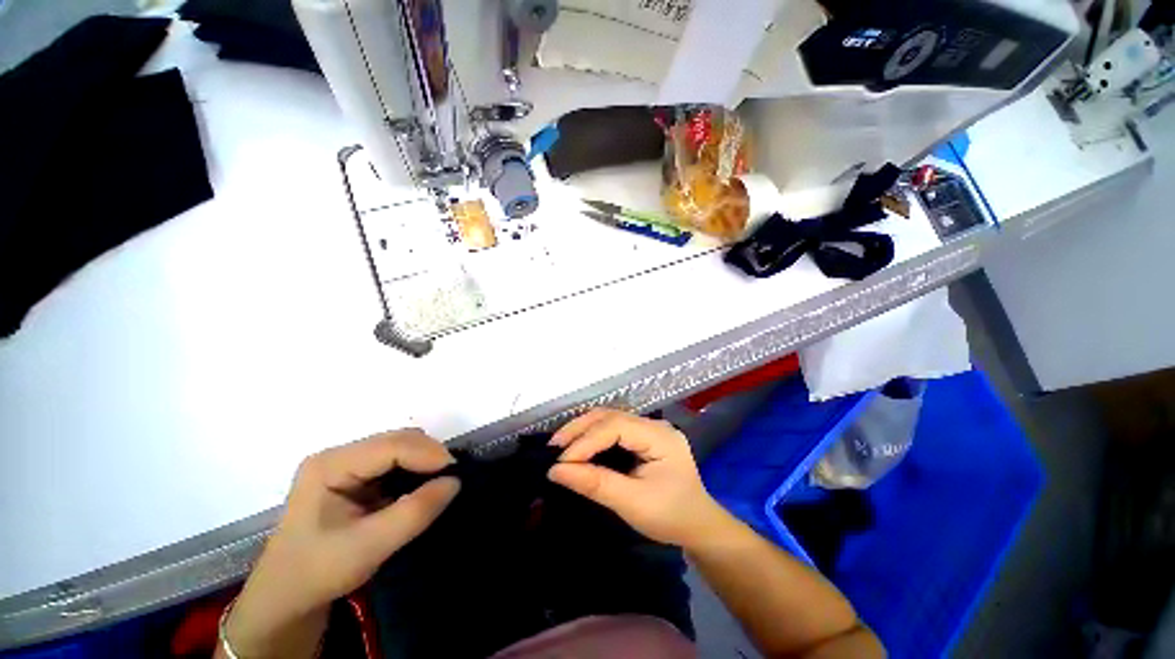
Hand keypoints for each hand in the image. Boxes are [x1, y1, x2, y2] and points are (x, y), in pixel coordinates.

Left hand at [223, 430, 459, 658]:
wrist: (285, 597)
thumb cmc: (319, 571)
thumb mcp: (369, 547)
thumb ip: (414, 512)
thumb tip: (455, 481)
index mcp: (330, 465)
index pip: (390, 446)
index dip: (427, 454)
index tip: (456, 471)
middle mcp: (337, 455)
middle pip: (396, 441)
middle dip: (428, 455)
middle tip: (451, 478)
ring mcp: (344, 463)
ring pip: (398, 447)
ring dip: (422, 461)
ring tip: (438, 482)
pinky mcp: (352, 475)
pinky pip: (393, 461)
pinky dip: (413, 469)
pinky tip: (419, 486)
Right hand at [547, 409, 726, 547]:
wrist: (699, 526)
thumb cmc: (670, 517)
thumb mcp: (632, 503)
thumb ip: (595, 484)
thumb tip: (556, 471)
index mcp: (659, 437)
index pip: (615, 427)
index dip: (586, 441)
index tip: (561, 461)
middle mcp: (654, 425)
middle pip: (611, 416)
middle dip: (580, 429)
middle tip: (554, 447)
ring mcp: (649, 429)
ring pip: (609, 418)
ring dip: (584, 430)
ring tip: (561, 446)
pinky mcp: (643, 437)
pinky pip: (613, 429)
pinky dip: (593, 436)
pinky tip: (579, 446)